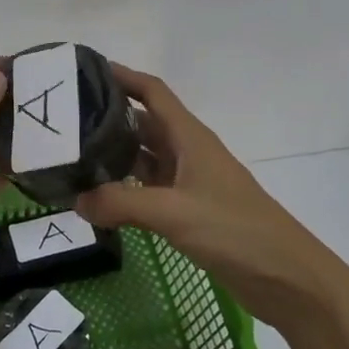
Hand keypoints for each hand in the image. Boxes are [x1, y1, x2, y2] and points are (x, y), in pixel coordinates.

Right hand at [74, 64, 348, 335]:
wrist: (286, 276)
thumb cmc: (235, 230)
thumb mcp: (174, 212)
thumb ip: (122, 203)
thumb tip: (76, 201)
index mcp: (189, 137)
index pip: (152, 92)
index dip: (122, 76)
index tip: (84, 72)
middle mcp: (187, 152)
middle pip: (142, 123)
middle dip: (107, 118)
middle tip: (62, 122)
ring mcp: (188, 182)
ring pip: (143, 158)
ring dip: (113, 156)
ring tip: (70, 157)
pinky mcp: (188, 211)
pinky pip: (148, 190)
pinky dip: (124, 190)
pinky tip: (97, 199)